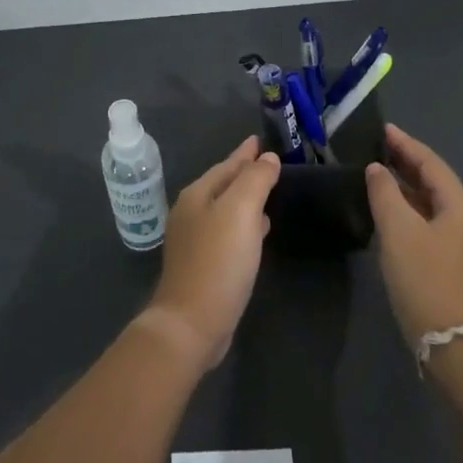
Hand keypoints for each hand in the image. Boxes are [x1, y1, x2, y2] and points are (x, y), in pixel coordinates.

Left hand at [142, 137, 279, 370]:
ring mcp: (193, 240)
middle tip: (271, 164)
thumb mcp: (241, 211)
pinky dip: (245, 224)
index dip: (246, 153)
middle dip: (246, 173)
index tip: (262, 140)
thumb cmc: (218, 261)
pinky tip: (260, 231)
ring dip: (246, 199)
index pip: (227, 164)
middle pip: (223, 184)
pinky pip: (228, 232)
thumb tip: (267, 158)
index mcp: (197, 195)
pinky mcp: (202, 264)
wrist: (192, 323)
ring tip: (270, 192)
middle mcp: (191, 212)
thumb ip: (255, 180)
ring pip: (226, 208)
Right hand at [366, 123, 462, 345]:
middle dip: (408, 163)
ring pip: (433, 202)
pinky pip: (430, 221)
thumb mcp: (397, 230)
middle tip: (379, 147)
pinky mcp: (454, 262)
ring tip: (380, 174)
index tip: (384, 129)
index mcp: (460, 206)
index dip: (406, 145)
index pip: (431, 163)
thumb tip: (377, 169)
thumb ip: (385, 193)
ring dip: (408, 186)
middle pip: (435, 181)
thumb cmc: (423, 277)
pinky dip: (410, 208)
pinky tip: (391, 211)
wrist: (449, 341)